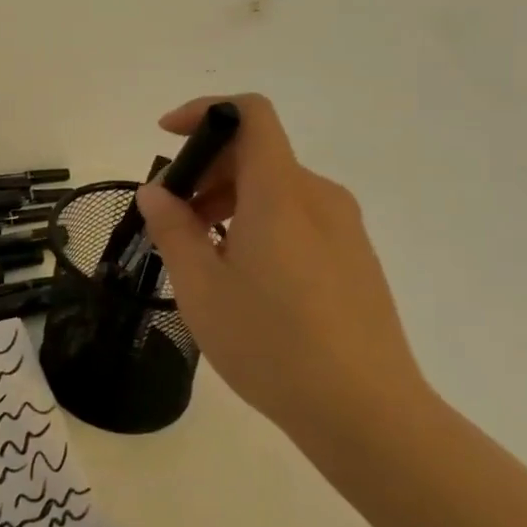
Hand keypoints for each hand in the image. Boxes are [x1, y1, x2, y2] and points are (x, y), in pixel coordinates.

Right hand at [134, 94, 430, 452]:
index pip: (250, 114)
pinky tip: (242, 274)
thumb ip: (173, 229)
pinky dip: (258, 221)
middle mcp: (318, 197)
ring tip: (200, 252)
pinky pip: (298, 217)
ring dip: (229, 199)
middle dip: (206, 169)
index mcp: (281, 192)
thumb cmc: (272, 344)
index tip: (167, 136)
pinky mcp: (355, 259)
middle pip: (257, 152)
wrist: (369, 415)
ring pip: (276, 187)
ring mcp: (344, 230)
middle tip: (171, 216)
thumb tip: (157, 191)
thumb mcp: (201, 287)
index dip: (205, 111)